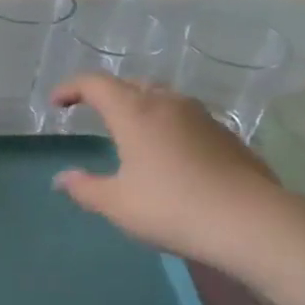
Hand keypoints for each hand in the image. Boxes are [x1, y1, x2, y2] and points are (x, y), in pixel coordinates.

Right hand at [50, 73, 297, 270]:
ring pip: (162, 98)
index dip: (71, 88)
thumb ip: (85, 188)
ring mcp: (202, 116)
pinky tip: (167, 154)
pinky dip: (166, 125)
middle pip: (132, 84)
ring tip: (130, 131)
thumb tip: (62, 179)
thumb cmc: (170, 207)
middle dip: (107, 94)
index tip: (57, 103)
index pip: (96, 84)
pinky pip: (185, 118)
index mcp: (135, 113)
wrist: (247, 220)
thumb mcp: (117, 203)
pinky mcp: (225, 135)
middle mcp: (168, 103)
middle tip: (93, 112)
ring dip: (140, 106)